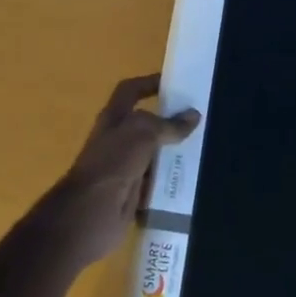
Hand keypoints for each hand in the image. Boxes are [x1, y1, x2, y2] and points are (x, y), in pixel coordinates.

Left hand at [47, 74, 198, 266]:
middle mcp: (118, 139)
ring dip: (174, 152)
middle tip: (200, 119)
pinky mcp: (133, 192)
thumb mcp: (142, 134)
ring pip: (154, 154)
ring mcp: (125, 167)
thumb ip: (168, 125)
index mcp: (114, 118)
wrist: (91, 213)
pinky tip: (194, 177)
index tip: (175, 83)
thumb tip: (194, 116)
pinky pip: (157, 181)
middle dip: (170, 121)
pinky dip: (171, 179)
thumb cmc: (112, 162)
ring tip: (204, 147)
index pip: (131, 91)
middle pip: (147, 124)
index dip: (149, 83)